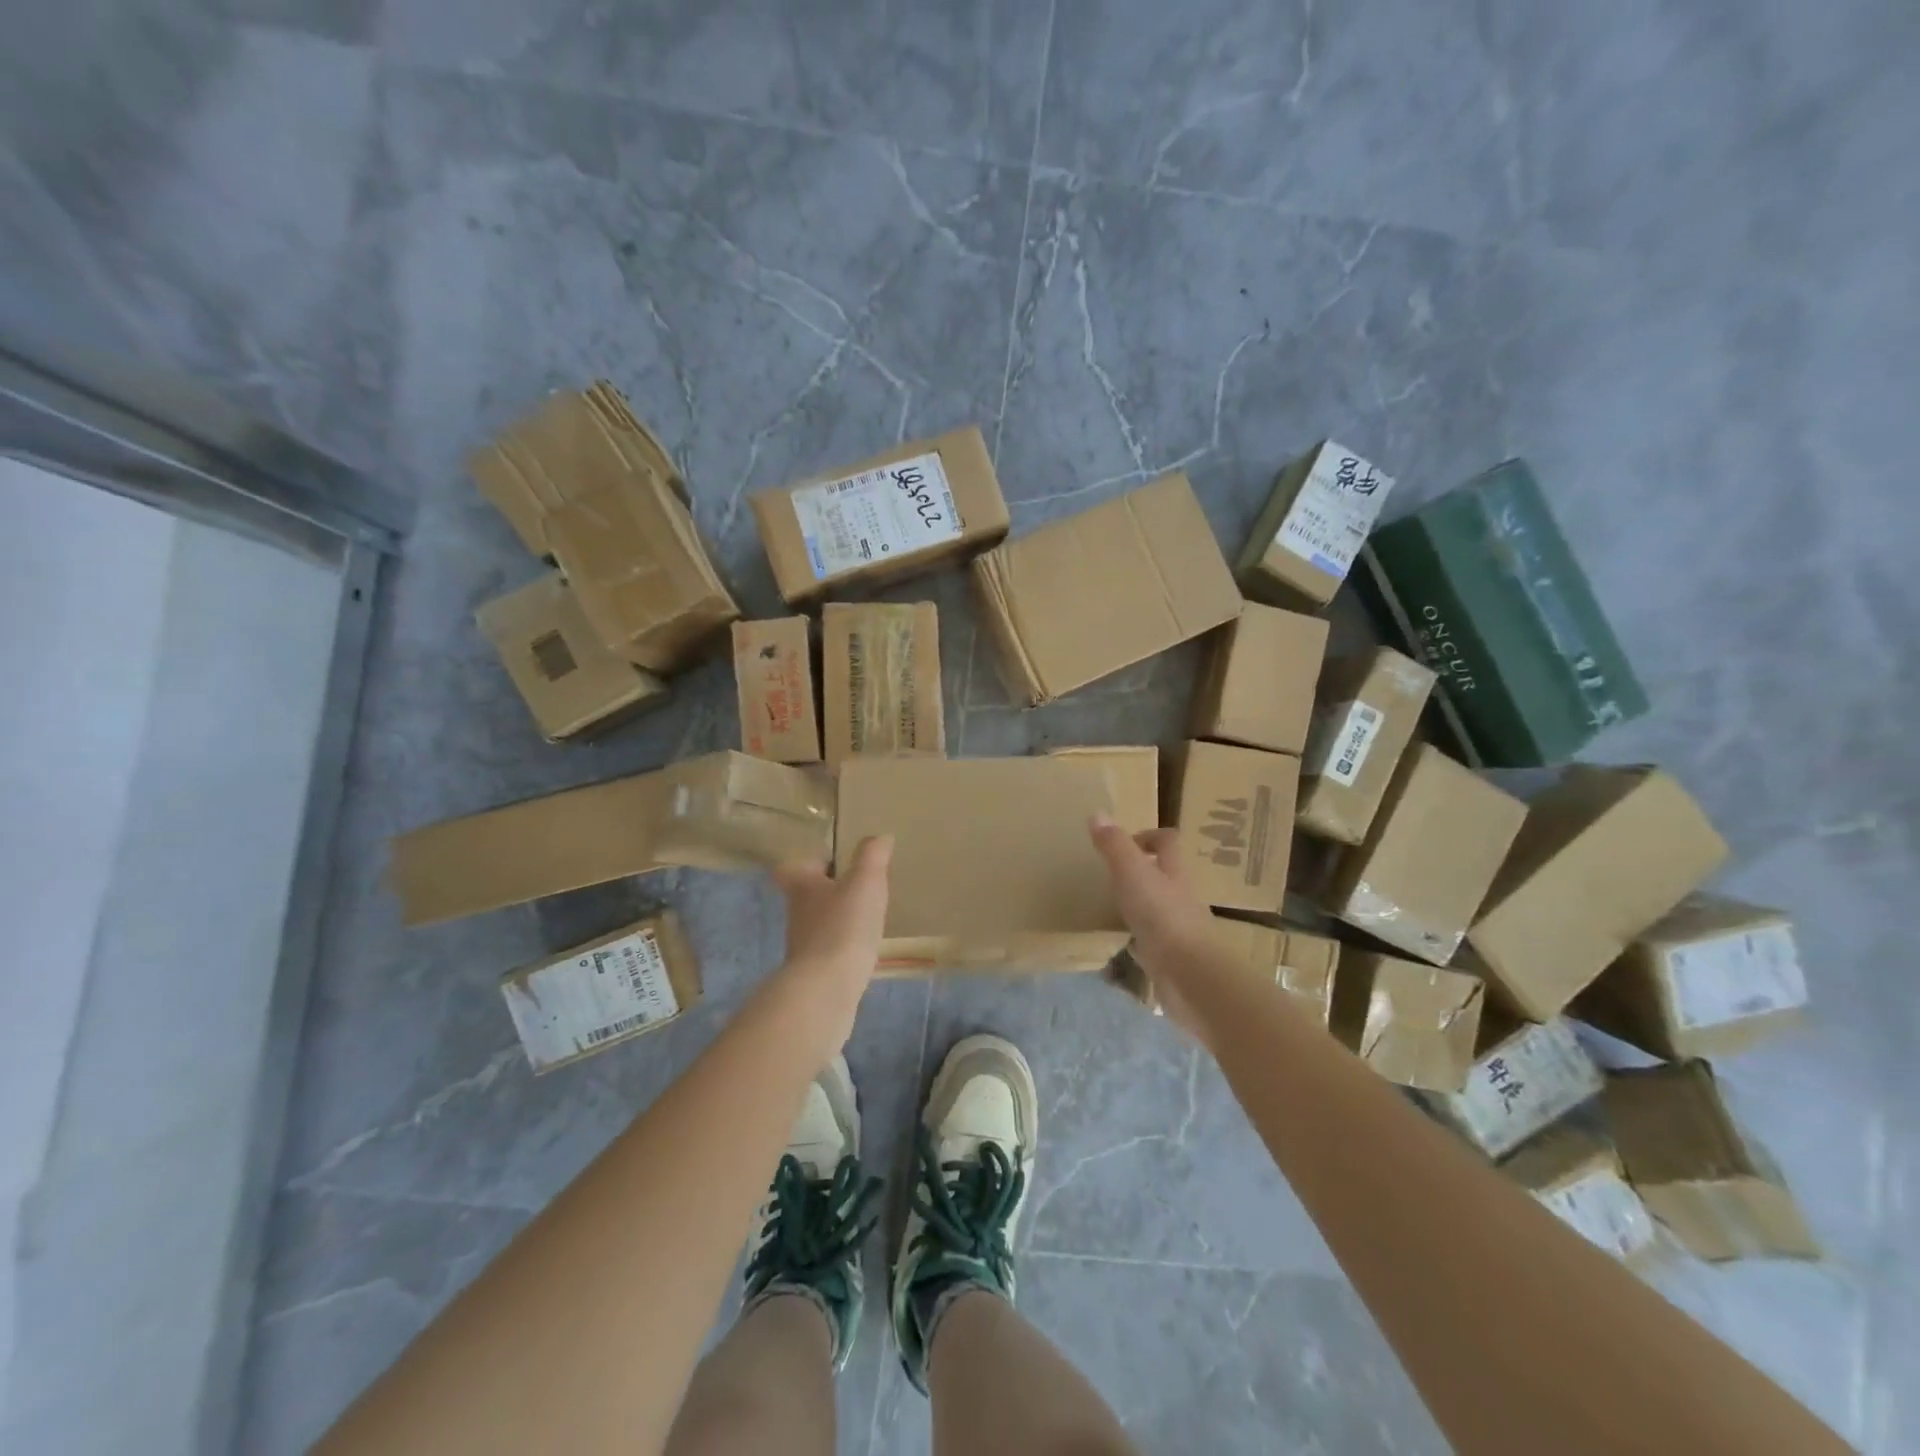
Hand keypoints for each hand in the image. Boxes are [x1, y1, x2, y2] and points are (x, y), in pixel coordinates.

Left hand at [771, 835, 892, 1040]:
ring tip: (866, 914)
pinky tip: (866, 947)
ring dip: (837, 918)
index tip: (827, 859)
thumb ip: (872, 855)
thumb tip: (880, 837)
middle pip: (806, 895)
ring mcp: (804, 946)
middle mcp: (797, 914)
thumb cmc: (843, 926)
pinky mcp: (816, 973)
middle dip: (827, 890)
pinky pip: (831, 950)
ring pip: (819, 923)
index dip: (806, 862)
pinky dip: (845, 946)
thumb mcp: (865, 881)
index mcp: (803, 887)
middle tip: (856, 884)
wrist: (827, 990)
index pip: (790, 868)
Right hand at [1089, 817, 1214, 1025]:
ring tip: (1110, 906)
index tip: (1126, 843)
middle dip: (1143, 871)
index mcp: (1174, 872)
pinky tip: (1120, 943)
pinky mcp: (1172, 958)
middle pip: (1166, 875)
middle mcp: (1181, 897)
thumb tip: (1097, 813)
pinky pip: (1153, 942)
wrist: (1190, 976)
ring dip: (1140, 905)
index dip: (1150, 836)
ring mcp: (1179, 929)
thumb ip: (1114, 845)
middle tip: (1111, 874)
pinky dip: (1138, 939)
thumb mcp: (1132, 873)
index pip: (1168, 843)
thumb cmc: (1162, 916)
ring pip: (1159, 908)